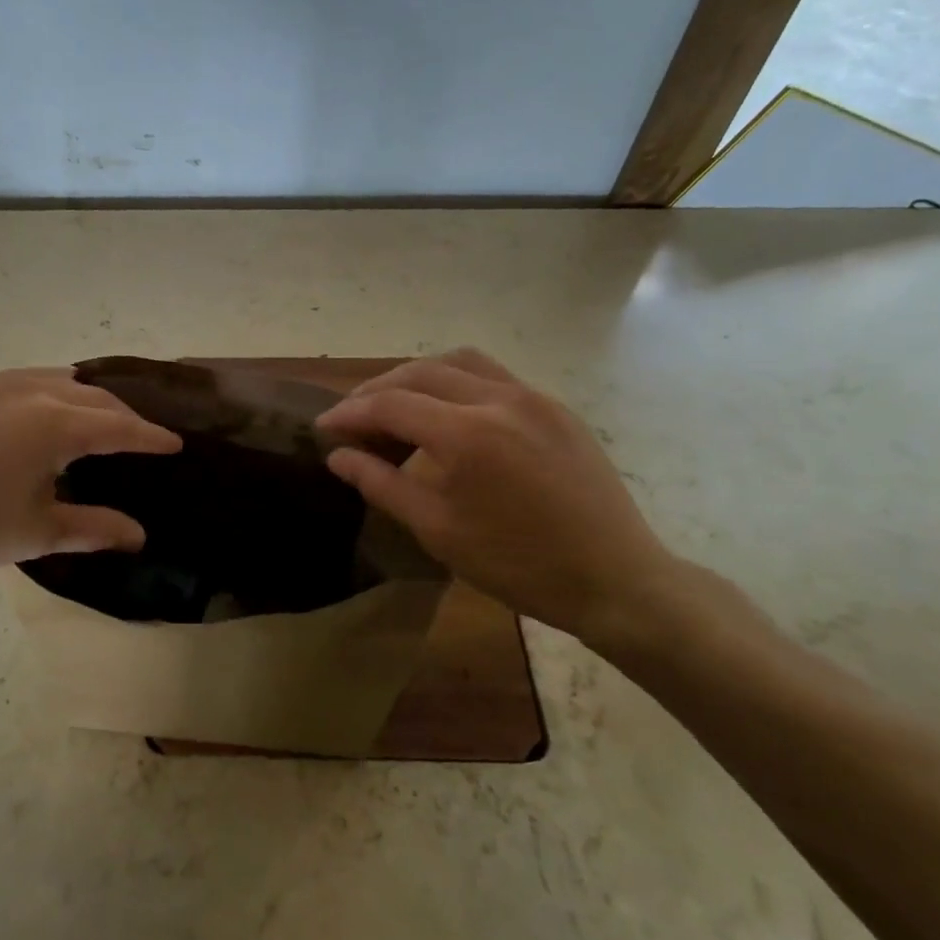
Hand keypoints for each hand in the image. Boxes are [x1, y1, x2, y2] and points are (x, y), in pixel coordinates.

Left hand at [0, 368, 179, 573]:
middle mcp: (34, 391)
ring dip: (90, 398)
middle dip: (124, 416)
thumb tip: (140, 535)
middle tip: (142, 436)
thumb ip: (95, 528)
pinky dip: (54, 392)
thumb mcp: (37, 533)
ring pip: (61, 380)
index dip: (151, 437)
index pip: (120, 427)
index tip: (175, 443)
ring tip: (101, 418)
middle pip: (95, 397)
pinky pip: (29, 380)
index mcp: (57, 424)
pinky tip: (46, 411)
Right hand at [316, 349, 682, 649]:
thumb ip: (382, 484)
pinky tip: (450, 412)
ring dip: (418, 374)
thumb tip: (338, 456)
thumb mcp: (438, 531)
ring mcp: (533, 397)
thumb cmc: (518, 564)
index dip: (350, 413)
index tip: (324, 427)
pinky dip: (457, 381)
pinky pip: (494, 375)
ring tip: (397, 403)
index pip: (390, 404)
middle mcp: (498, 399)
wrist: (615, 579)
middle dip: (377, 389)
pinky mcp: (556, 407)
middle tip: (353, 415)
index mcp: (466, 434)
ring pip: (460, 361)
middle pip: (420, 371)